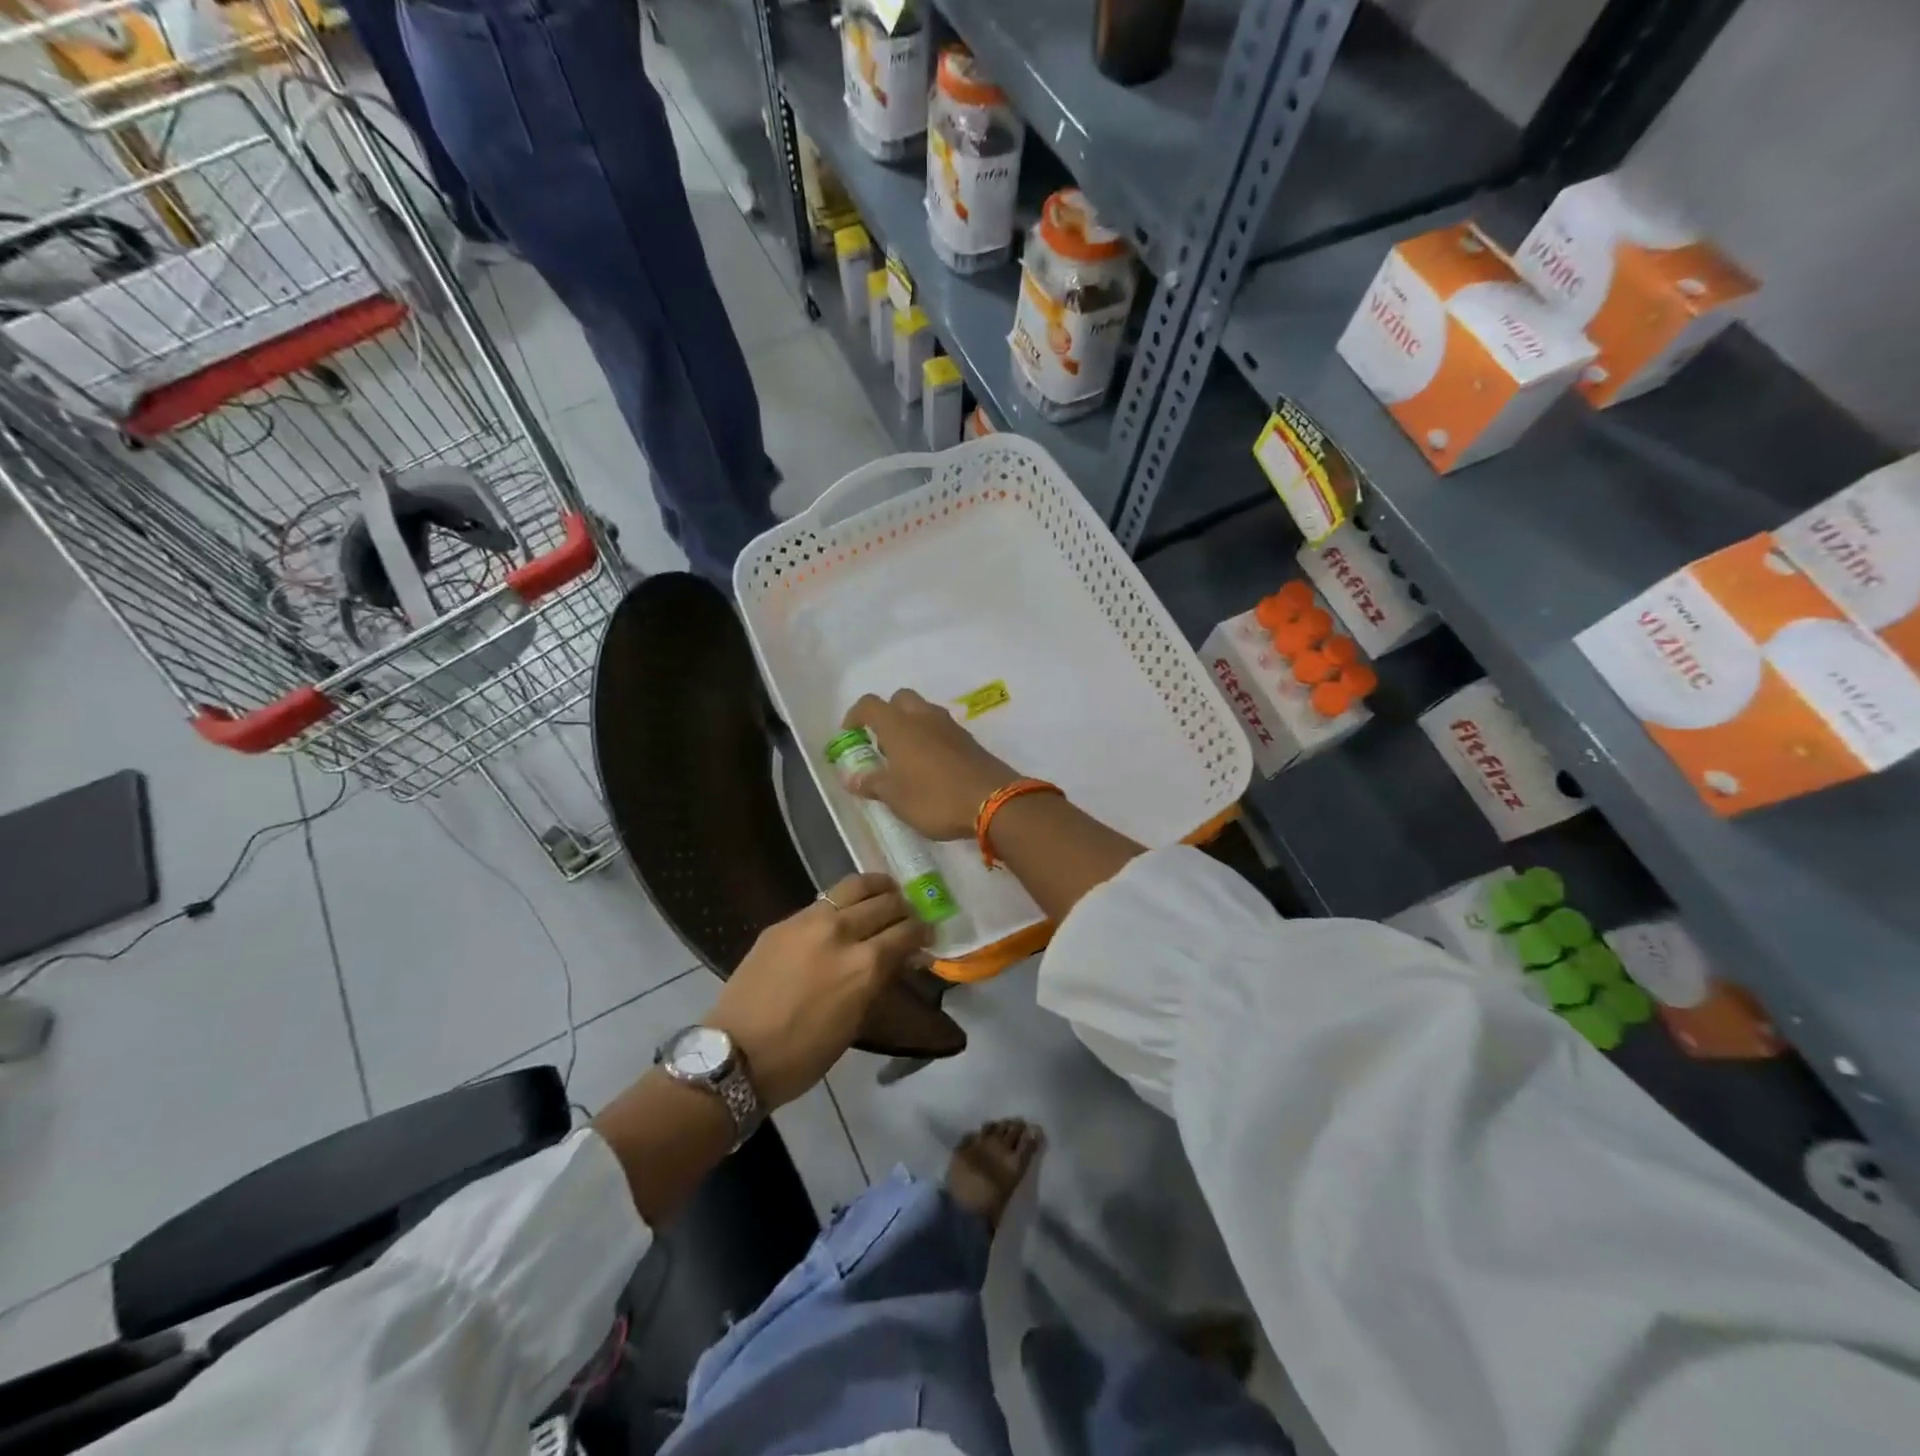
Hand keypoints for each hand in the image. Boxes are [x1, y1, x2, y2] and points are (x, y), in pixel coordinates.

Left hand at [705, 872, 929, 1106]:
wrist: (738, 1055)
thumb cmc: (803, 1054)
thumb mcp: (855, 1022)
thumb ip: (880, 981)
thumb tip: (904, 958)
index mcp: (864, 965)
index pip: (907, 931)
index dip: (923, 932)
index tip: (927, 935)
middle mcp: (841, 932)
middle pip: (887, 902)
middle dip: (904, 908)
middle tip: (907, 917)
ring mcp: (809, 921)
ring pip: (856, 885)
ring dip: (878, 889)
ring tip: (885, 895)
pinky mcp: (785, 921)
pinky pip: (825, 899)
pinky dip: (845, 901)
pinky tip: (846, 911)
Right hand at [842, 689, 1020, 840]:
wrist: (995, 801)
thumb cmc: (935, 798)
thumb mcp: (896, 798)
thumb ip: (872, 783)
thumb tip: (852, 778)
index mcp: (899, 726)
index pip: (870, 705)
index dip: (855, 716)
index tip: (850, 735)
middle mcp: (924, 717)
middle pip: (900, 700)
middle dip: (887, 715)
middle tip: (882, 746)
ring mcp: (950, 726)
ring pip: (923, 713)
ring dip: (911, 727)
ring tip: (906, 761)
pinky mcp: (969, 740)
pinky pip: (942, 730)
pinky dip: (931, 739)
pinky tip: (931, 768)